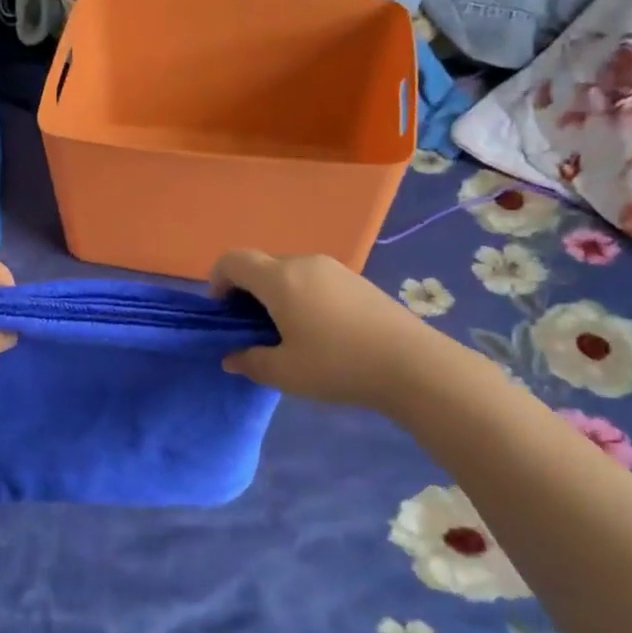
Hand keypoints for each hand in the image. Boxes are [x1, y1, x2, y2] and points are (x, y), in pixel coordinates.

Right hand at [211, 250, 427, 409]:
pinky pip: (315, 280)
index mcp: (280, 279)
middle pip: (262, 265)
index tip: (223, 312)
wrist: (413, 365)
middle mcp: (304, 263)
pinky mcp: (357, 280)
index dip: (218, 280)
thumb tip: (232, 357)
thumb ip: (251, 362)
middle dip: (248, 291)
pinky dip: (302, 297)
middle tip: (253, 330)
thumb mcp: (285, 373)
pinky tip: (321, 332)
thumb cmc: (338, 365)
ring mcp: (335, 269)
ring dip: (277, 295)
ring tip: (288, 334)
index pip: (234, 260)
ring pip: (290, 272)